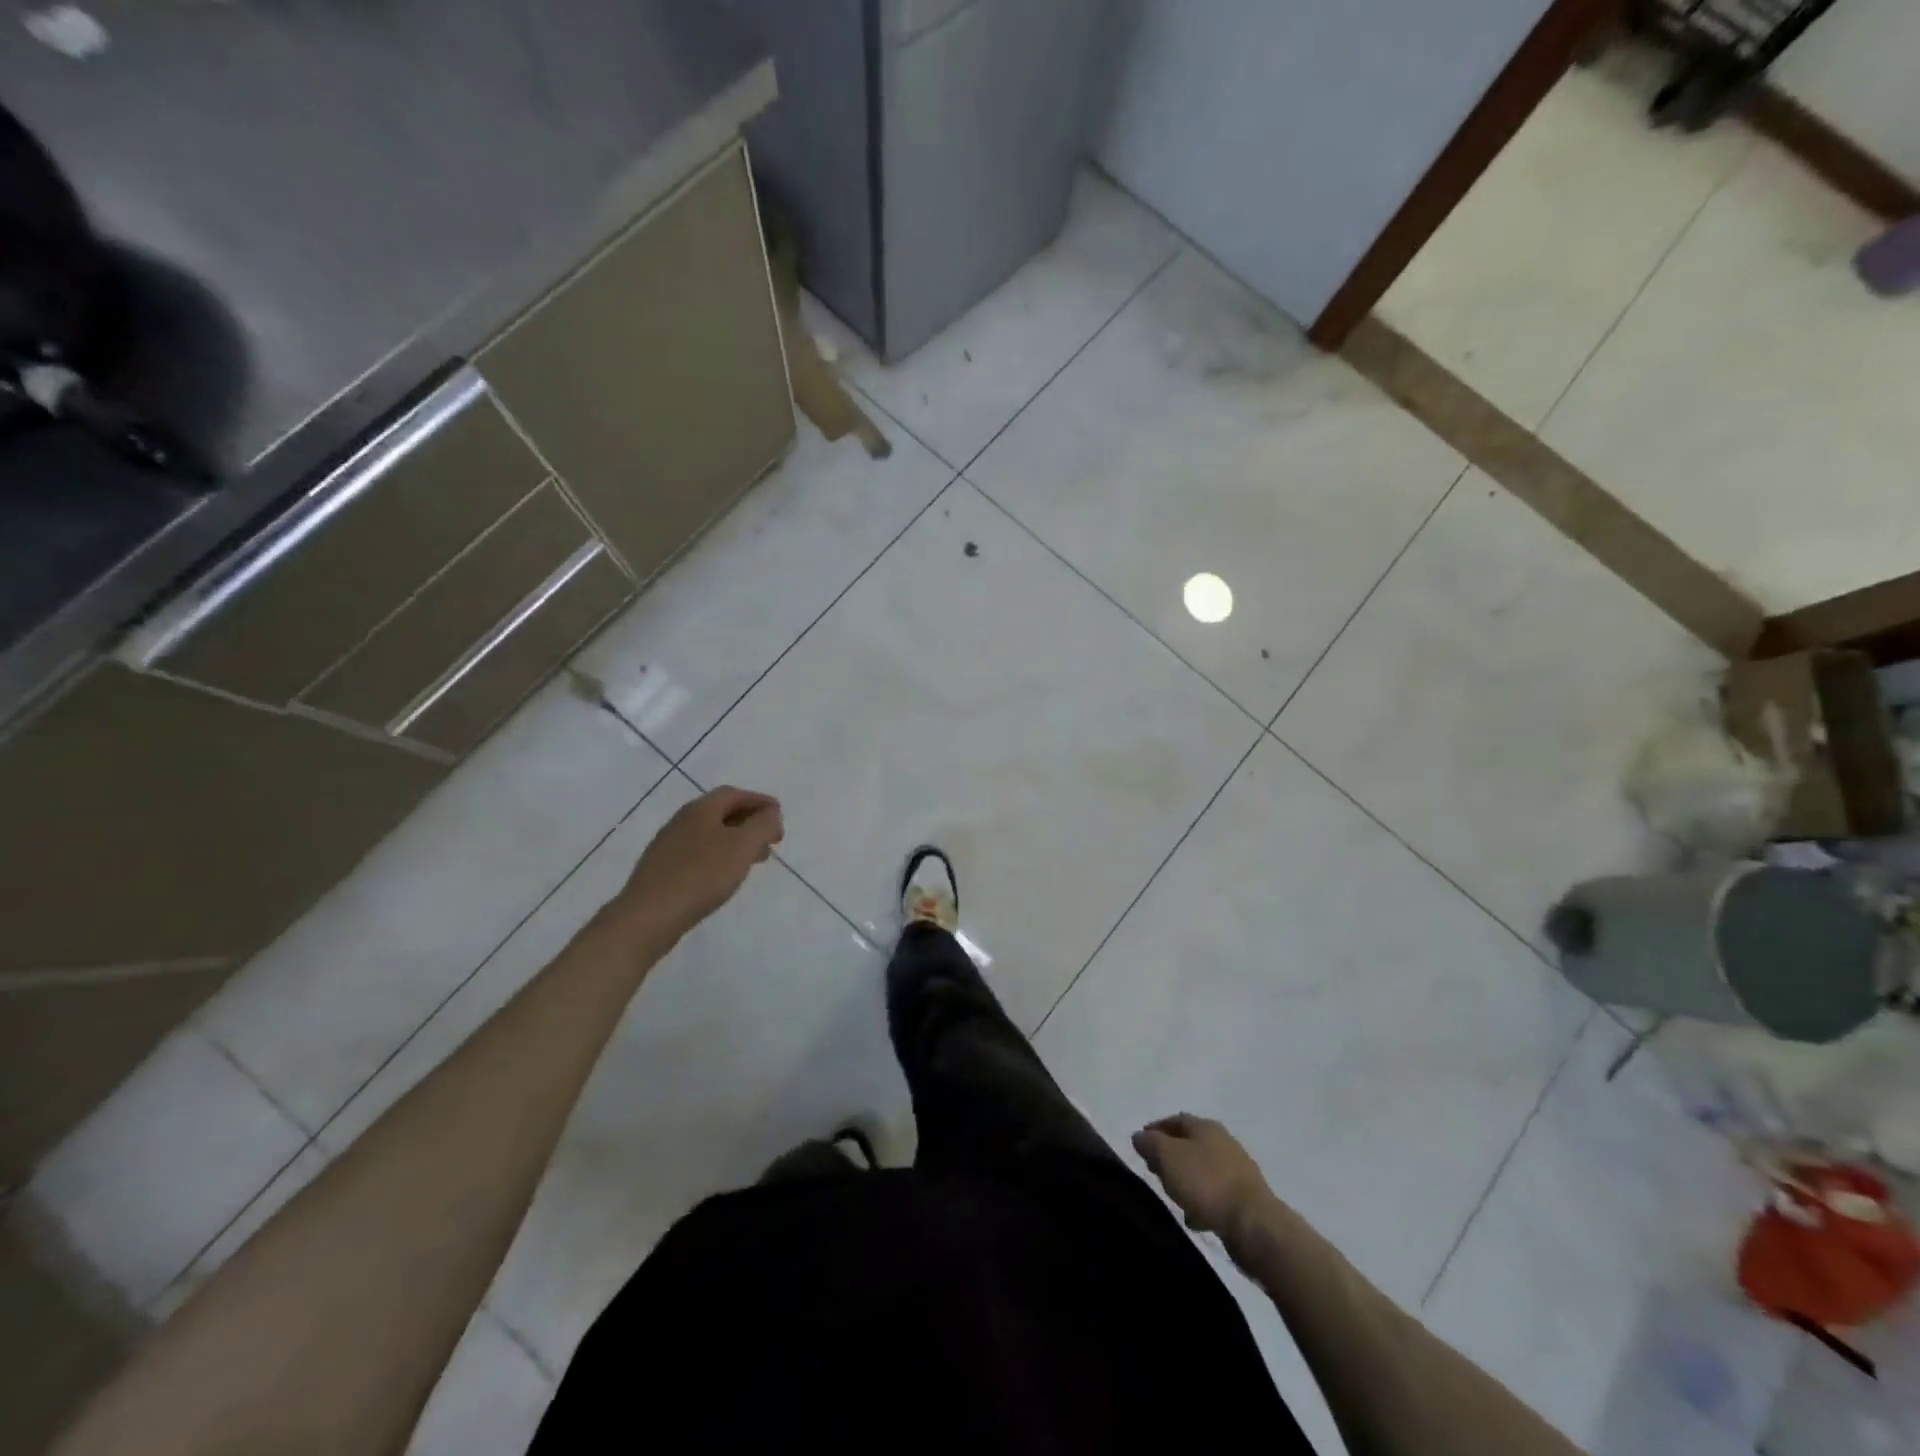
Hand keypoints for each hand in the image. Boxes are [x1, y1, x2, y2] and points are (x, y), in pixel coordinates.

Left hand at [609, 786, 783, 940]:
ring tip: (754, 861)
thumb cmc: (702, 875)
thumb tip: (771, 813)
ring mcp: (668, 846)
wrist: (649, 915)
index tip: (779, 816)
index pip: (734, 794)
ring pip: (710, 835)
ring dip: (736, 842)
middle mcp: (682, 821)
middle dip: (750, 823)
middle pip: (721, 813)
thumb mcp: (742, 845)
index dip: (759, 801)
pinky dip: (720, 858)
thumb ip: (762, 825)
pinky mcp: (662, 870)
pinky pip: (699, 854)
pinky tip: (725, 877)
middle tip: (771, 841)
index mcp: (700, 809)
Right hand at [1133, 1113, 1274, 1239]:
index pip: (1175, 1119)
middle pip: (1190, 1143)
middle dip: (1170, 1154)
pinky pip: (1216, 1194)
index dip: (1155, 1129)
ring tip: (1172, 1195)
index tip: (1140, 1143)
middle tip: (1153, 1169)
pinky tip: (1194, 1218)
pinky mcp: (1246, 1198)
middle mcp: (1224, 1142)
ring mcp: (1238, 1170)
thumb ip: (1150, 1143)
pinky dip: (1201, 1201)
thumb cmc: (1206, 1183)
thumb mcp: (1168, 1157)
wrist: (1254, 1225)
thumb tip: (1139, 1136)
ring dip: (1186, 1179)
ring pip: (1202, 1169)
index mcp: (1206, 1126)